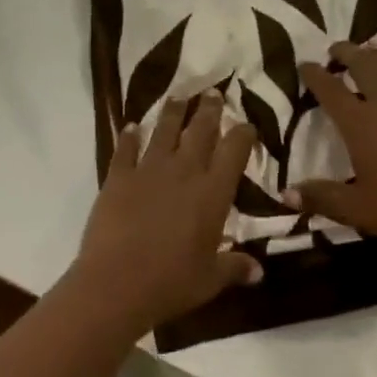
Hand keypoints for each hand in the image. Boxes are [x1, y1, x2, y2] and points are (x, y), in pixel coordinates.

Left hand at [74, 91, 261, 332]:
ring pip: (164, 130)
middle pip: (200, 130)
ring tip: (178, 96)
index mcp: (213, 191)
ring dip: (173, 111)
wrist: (116, 284)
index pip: (234, 150)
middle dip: (209, 109)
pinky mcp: (118, 177)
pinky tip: (131, 127)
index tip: (247, 124)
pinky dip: (129, 137)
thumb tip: (259, 271)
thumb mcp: (210, 279)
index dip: (243, 133)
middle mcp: (184, 171)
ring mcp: (149, 169)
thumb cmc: (171, 283)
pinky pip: (125, 150)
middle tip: (213, 92)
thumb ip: (234, 267)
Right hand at [289, 41, 376, 240]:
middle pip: (363, 65)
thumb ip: (320, 197)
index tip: (304, 65)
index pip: (330, 88)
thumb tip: (286, 194)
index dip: (314, 74)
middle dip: (346, 52)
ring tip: (371, 52)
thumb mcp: (354, 207)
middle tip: (336, 49)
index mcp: (358, 122)